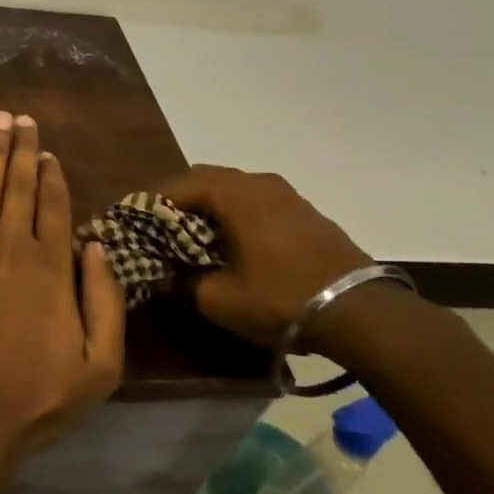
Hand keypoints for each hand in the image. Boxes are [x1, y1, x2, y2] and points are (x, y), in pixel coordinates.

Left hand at [0, 111, 125, 476]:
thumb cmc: (33, 401)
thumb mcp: (99, 368)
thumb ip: (105, 302)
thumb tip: (96, 245)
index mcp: (53, 270)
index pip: (56, 208)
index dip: (52, 176)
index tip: (48, 152)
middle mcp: (13, 248)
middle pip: (20, 187)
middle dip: (22, 149)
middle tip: (20, 117)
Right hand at [158, 166, 372, 353]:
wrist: (360, 313)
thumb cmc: (279, 299)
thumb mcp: (219, 299)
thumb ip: (185, 281)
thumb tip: (168, 274)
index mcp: (231, 193)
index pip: (176, 185)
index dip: (150, 204)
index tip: (133, 223)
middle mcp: (257, 182)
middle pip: (205, 179)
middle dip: (180, 200)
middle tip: (162, 229)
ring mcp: (286, 194)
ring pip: (234, 189)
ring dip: (211, 207)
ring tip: (197, 236)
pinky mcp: (306, 212)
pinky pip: (258, 202)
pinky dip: (238, 214)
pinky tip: (236, 242)